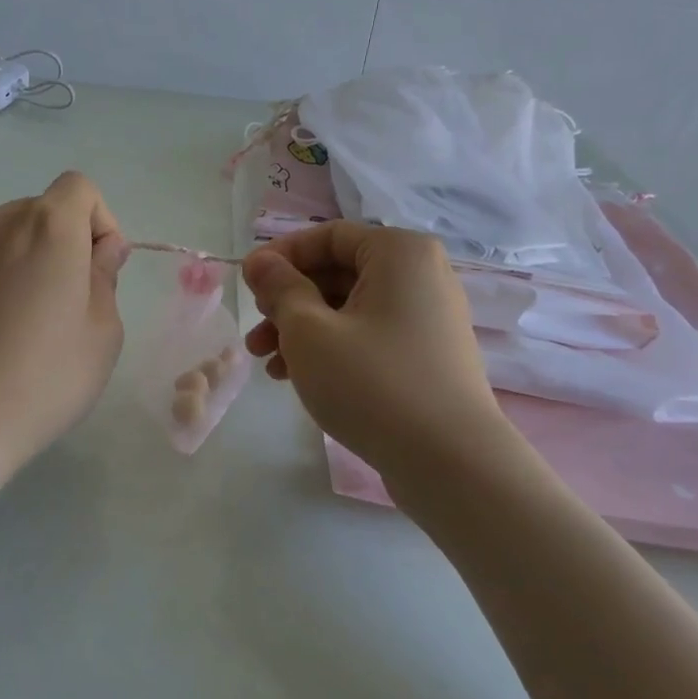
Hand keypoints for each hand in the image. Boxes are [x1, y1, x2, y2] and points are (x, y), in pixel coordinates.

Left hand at [0, 171, 128, 477]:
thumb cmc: (45, 377)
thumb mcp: (104, 332)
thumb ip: (105, 276)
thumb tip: (99, 249)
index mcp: (46, 227)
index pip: (80, 188)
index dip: (99, 222)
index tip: (99, 270)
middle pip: (38, 214)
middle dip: (59, 245)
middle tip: (65, 305)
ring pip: (0, 243)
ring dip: (18, 266)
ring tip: (18, 327)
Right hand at [242, 224, 503, 479]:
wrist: (450, 463)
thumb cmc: (372, 383)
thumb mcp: (309, 331)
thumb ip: (279, 289)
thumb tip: (259, 261)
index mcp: (399, 252)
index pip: (328, 236)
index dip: (281, 256)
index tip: (247, 284)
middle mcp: (421, 275)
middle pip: (338, 272)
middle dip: (288, 301)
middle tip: (254, 332)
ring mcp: (428, 318)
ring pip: (350, 308)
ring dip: (303, 329)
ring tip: (266, 363)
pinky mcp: (427, 355)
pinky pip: (370, 335)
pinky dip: (332, 348)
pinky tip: (298, 377)